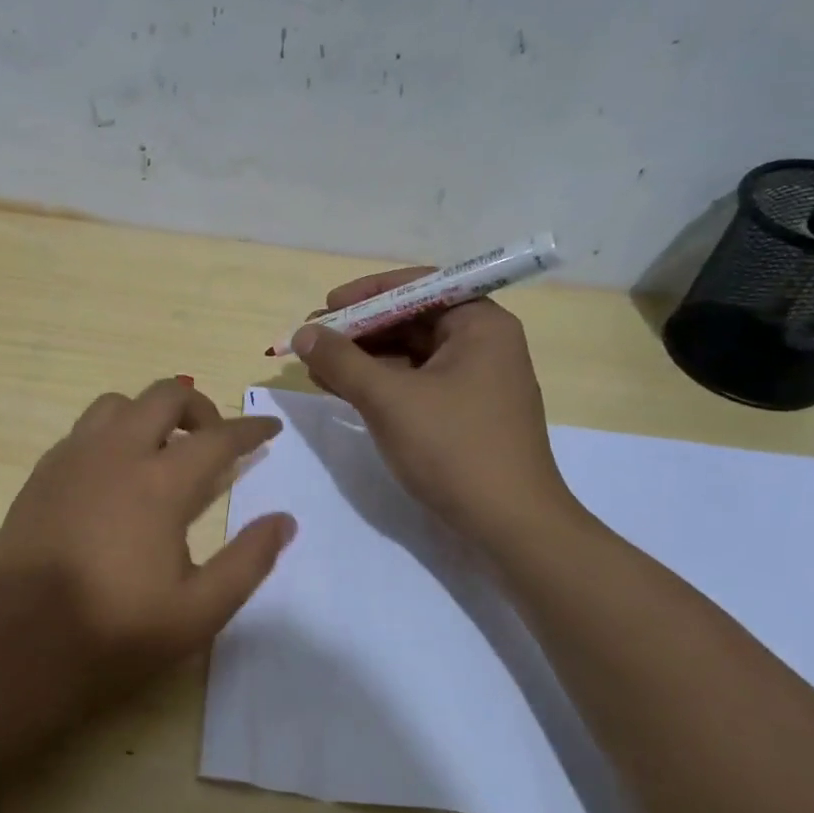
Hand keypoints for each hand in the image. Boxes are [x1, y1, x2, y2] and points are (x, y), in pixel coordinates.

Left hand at [0, 378, 293, 732]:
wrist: (18, 650)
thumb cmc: (115, 634)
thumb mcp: (198, 612)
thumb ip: (248, 561)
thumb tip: (284, 521)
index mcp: (159, 483)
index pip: (219, 437)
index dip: (251, 429)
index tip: (271, 429)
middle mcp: (116, 453)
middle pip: (165, 396)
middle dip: (200, 408)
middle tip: (214, 440)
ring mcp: (72, 458)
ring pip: (118, 404)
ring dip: (150, 414)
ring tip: (162, 452)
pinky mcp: (42, 473)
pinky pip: (85, 430)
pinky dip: (112, 434)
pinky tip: (116, 474)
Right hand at [293, 269, 578, 551]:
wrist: (510, 526)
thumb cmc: (454, 449)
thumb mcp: (389, 399)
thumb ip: (342, 360)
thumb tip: (303, 332)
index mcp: (480, 325)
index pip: (418, 286)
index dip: (368, 293)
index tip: (327, 306)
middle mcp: (483, 344)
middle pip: (411, 319)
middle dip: (360, 329)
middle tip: (313, 339)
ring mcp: (476, 380)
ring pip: (410, 353)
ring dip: (363, 358)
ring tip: (318, 367)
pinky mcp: (465, 412)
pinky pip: (415, 382)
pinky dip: (380, 383)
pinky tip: (343, 390)